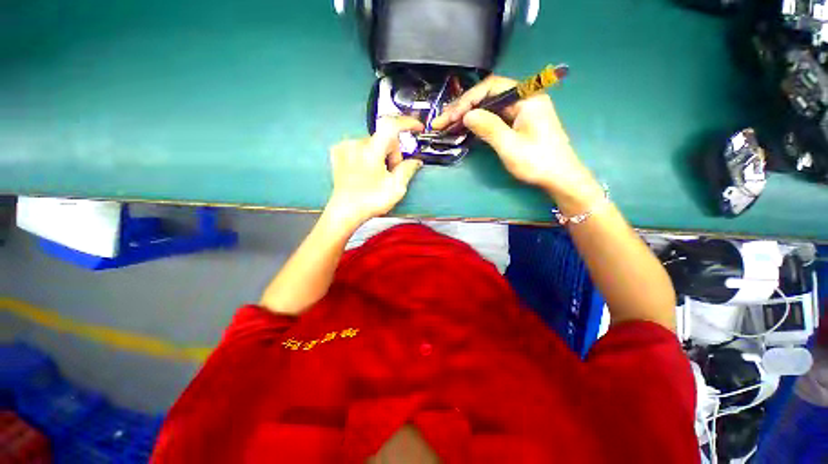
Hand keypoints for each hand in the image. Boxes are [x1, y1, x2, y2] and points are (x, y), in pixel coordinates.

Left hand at [326, 116, 423, 227]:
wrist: (345, 211)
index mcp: (371, 151)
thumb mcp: (396, 188)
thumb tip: (416, 161)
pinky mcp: (338, 153)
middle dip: (392, 153)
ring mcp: (345, 148)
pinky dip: (367, 155)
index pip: (391, 126)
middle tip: (392, 172)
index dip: (408, 123)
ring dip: (380, 155)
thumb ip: (408, 170)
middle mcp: (356, 144)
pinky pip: (359, 147)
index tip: (417, 128)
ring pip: (372, 143)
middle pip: (384, 139)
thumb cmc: (370, 201)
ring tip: (378, 174)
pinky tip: (366, 170)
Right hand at [432, 75, 600, 203]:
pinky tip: (464, 129)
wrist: (559, 178)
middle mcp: (524, 99)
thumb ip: (489, 127)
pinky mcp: (518, 123)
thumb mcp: (510, 146)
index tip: (450, 116)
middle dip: (463, 108)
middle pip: (488, 96)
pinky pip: (494, 118)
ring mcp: (521, 111)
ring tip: (447, 125)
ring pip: (489, 107)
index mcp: (527, 98)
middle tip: (442, 121)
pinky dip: (478, 123)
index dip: (467, 101)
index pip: (491, 88)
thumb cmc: (537, 162)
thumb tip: (466, 115)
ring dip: (468, 116)